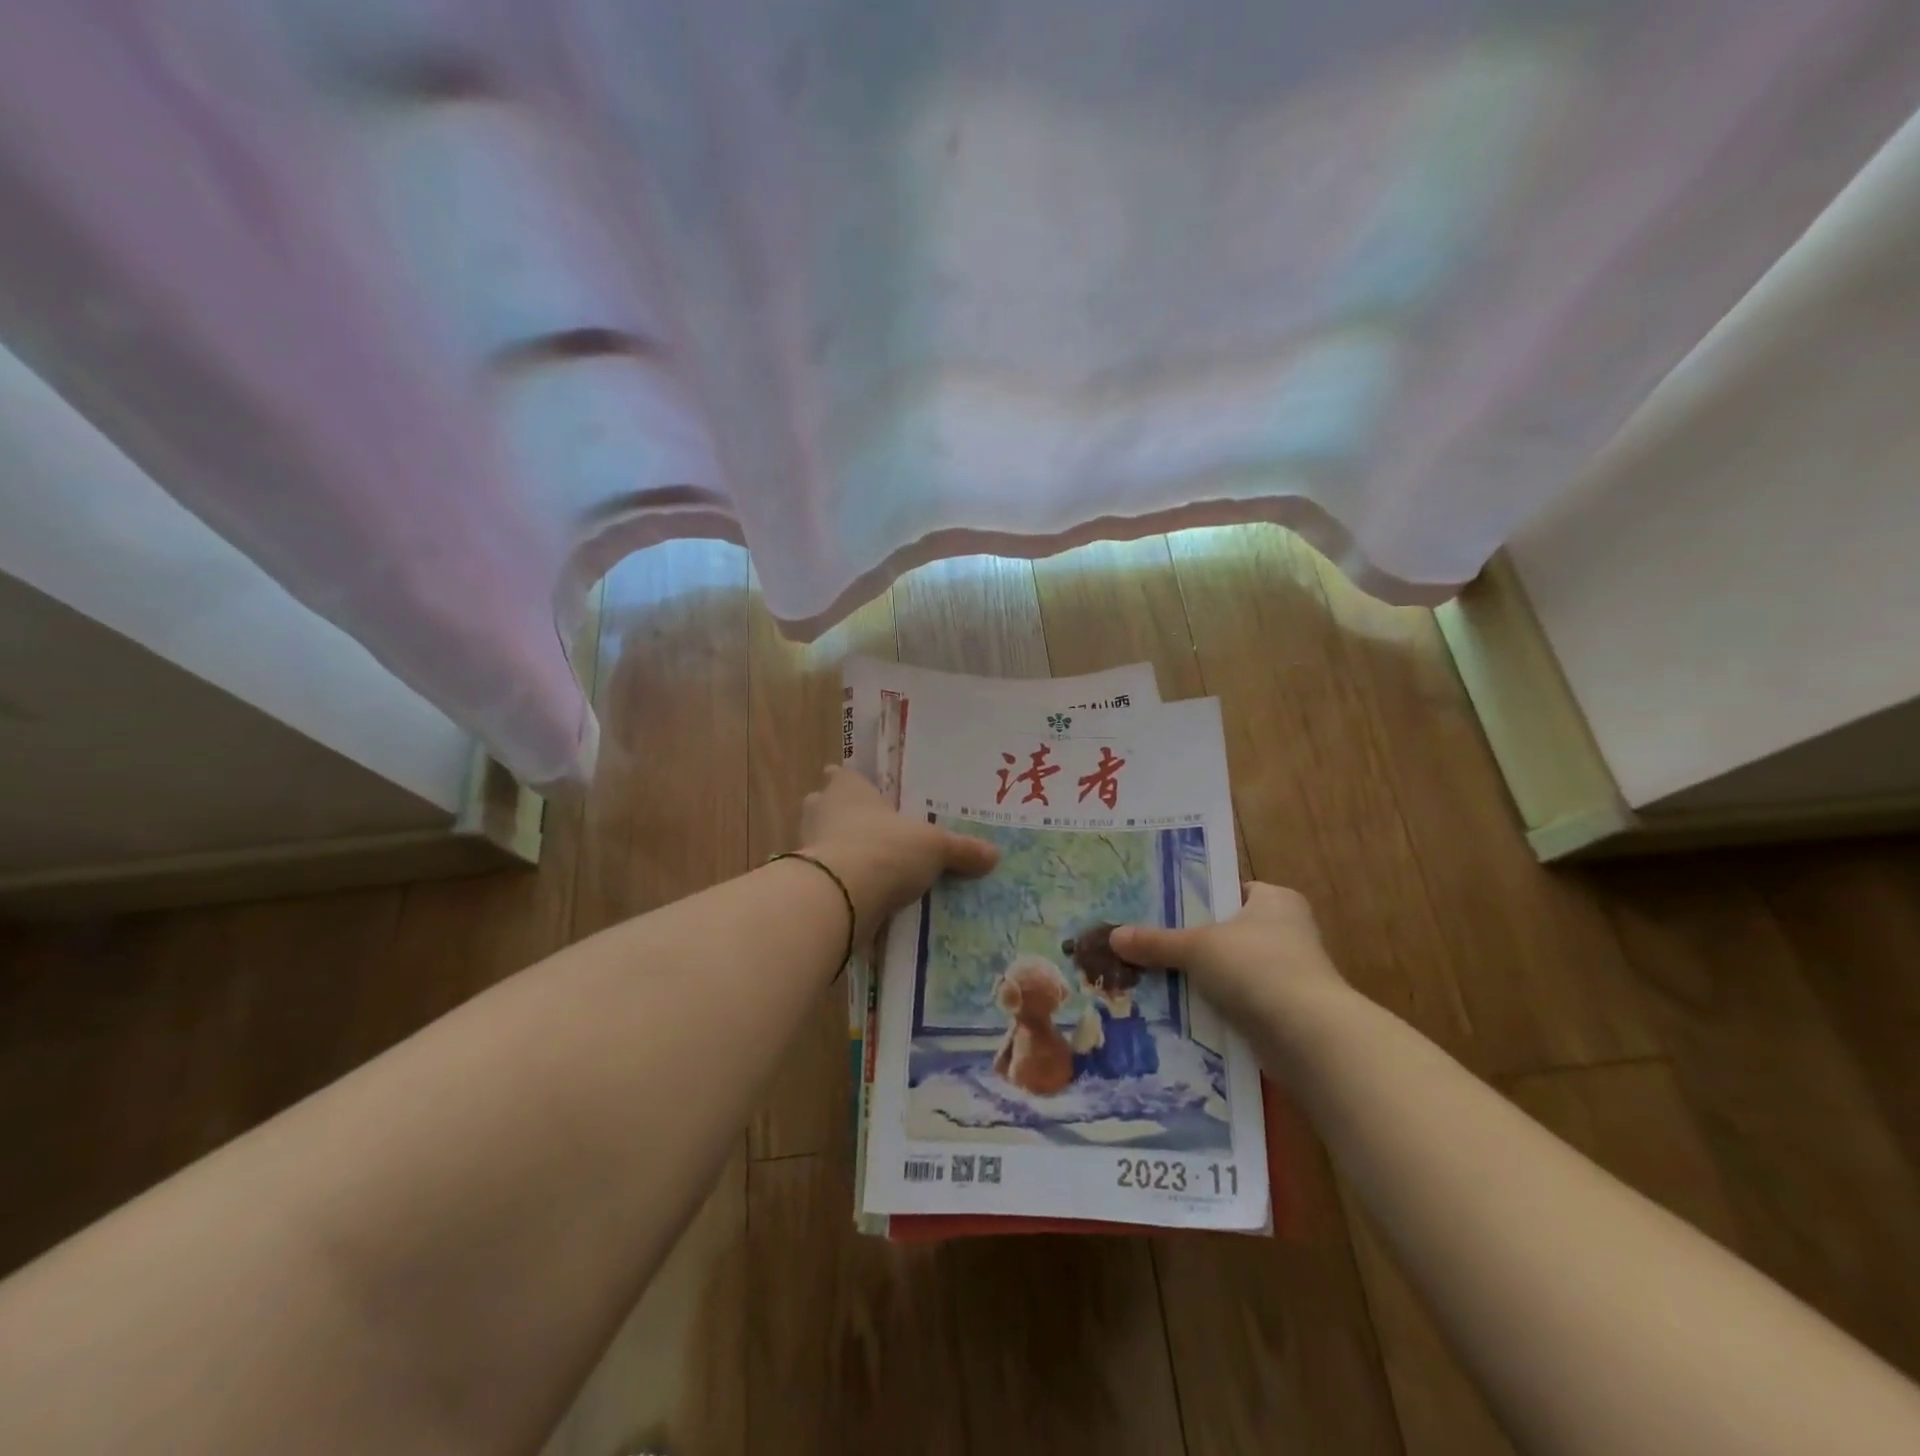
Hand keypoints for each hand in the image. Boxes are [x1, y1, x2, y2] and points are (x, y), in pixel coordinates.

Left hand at [798, 766, 998, 939]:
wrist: (839, 896)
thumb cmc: (886, 848)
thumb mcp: (935, 847)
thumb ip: (961, 850)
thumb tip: (995, 855)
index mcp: (847, 787)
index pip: (842, 775)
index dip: (851, 782)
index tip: (867, 794)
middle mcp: (821, 809)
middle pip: (826, 806)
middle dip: (842, 817)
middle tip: (873, 830)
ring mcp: (806, 845)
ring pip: (821, 841)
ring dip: (838, 851)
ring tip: (869, 866)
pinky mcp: (804, 881)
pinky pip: (823, 876)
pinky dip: (837, 882)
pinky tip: (859, 894)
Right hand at [1111, 883, 1346, 1031]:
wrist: (1308, 1038)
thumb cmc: (1258, 967)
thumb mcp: (1196, 947)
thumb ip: (1156, 942)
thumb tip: (1112, 937)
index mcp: (1276, 901)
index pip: (1229, 890)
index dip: (1194, 897)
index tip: (1158, 907)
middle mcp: (1287, 932)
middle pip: (1225, 932)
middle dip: (1190, 942)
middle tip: (1145, 942)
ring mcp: (1288, 975)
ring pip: (1229, 971)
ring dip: (1199, 978)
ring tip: (1150, 977)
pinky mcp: (1283, 1014)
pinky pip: (1237, 1002)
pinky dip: (1212, 1007)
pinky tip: (1176, 1011)